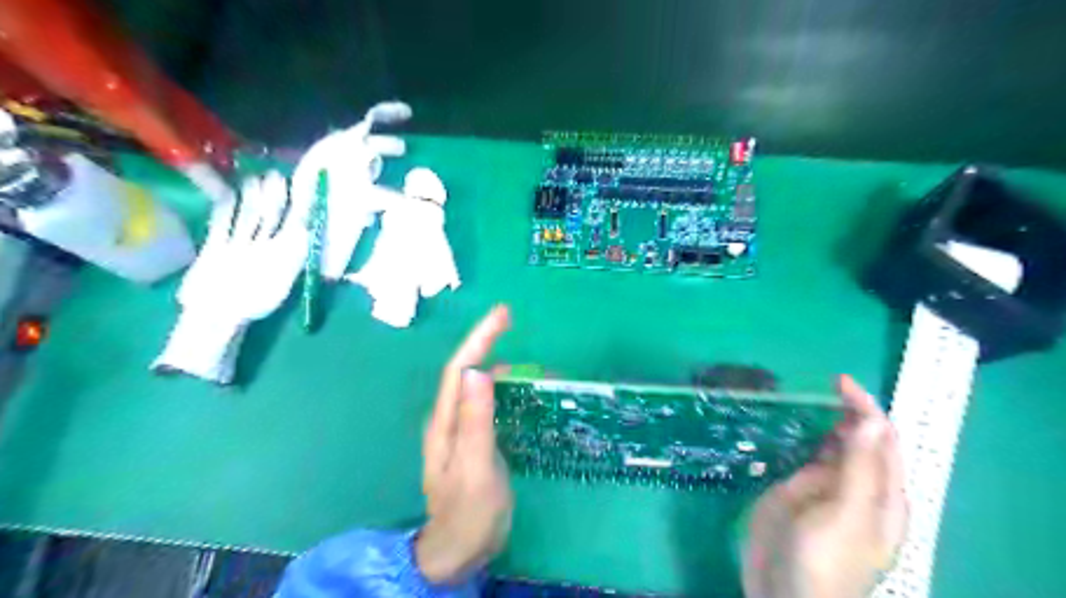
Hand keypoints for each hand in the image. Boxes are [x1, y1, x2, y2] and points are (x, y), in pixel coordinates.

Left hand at [413, 307, 513, 584]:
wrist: (461, 550)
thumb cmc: (469, 512)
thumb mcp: (476, 468)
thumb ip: (475, 421)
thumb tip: (479, 372)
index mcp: (445, 422)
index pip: (460, 369)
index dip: (479, 338)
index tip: (503, 313)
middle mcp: (450, 418)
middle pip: (468, 371)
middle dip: (489, 343)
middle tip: (515, 324)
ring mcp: (463, 429)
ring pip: (480, 386)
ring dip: (503, 367)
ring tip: (533, 361)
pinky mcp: (476, 439)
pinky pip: (491, 403)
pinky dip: (509, 390)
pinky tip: (526, 390)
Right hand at [742, 375, 907, 596]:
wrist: (782, 595)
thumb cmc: (824, 561)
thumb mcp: (845, 513)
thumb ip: (858, 467)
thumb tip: (871, 420)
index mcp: (881, 496)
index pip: (882, 441)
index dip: (867, 409)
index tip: (841, 381)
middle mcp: (855, 487)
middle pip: (857, 441)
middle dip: (845, 411)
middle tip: (820, 386)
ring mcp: (822, 488)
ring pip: (827, 446)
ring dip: (820, 422)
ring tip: (805, 397)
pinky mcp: (793, 491)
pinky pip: (800, 457)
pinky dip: (797, 438)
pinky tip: (786, 425)